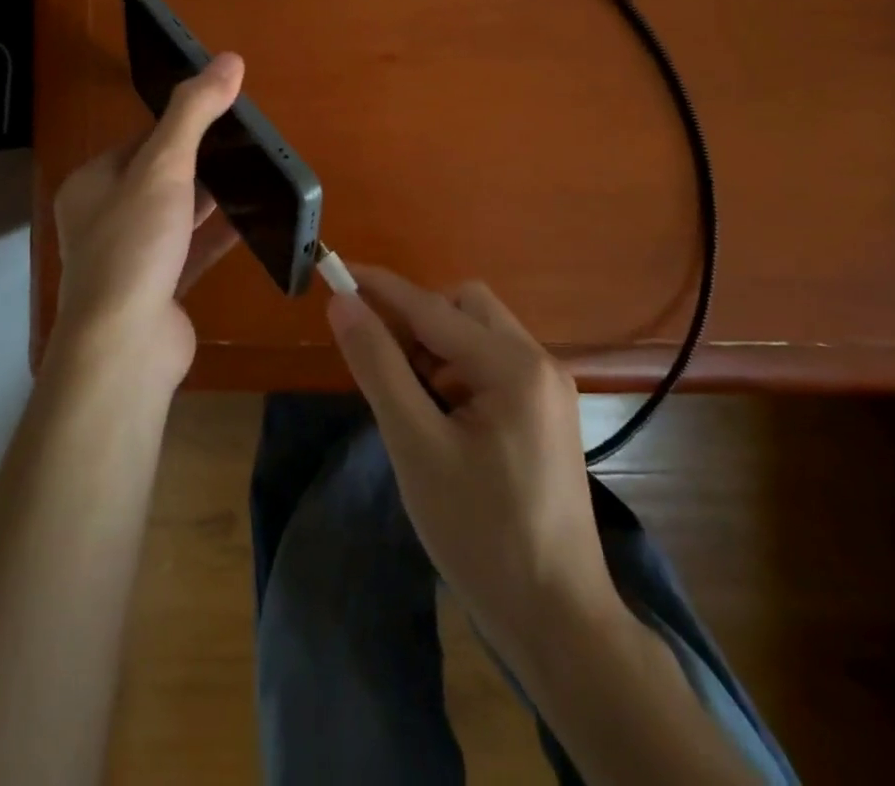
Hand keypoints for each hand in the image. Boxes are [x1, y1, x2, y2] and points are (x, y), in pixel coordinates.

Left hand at [47, 53, 244, 395]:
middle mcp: (104, 218)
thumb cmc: (134, 245)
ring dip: (209, 199)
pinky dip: (217, 235)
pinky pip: (191, 251)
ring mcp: (130, 257)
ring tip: (253, 175)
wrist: (125, 345)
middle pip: (158, 178)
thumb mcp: (163, 167)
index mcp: (92, 184)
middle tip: (245, 145)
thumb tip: (229, 60)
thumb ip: (194, 112)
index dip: (179, 126)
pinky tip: (252, 222)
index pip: (140, 141)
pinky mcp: (157, 289)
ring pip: (175, 216)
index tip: (222, 115)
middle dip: (199, 162)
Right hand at [326, 267, 619, 652]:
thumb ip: (378, 366)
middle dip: (417, 324)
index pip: (431, 307)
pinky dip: (456, 375)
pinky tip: (440, 421)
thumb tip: (342, 304)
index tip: (335, 270)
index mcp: (513, 366)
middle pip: (464, 307)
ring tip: (413, 409)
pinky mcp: (546, 414)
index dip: (379, 287)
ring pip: (477, 335)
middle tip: (385, 370)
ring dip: (435, 351)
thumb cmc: (481, 534)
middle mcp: (538, 362)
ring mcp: (548, 389)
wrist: (558, 624)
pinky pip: (491, 366)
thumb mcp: (416, 447)